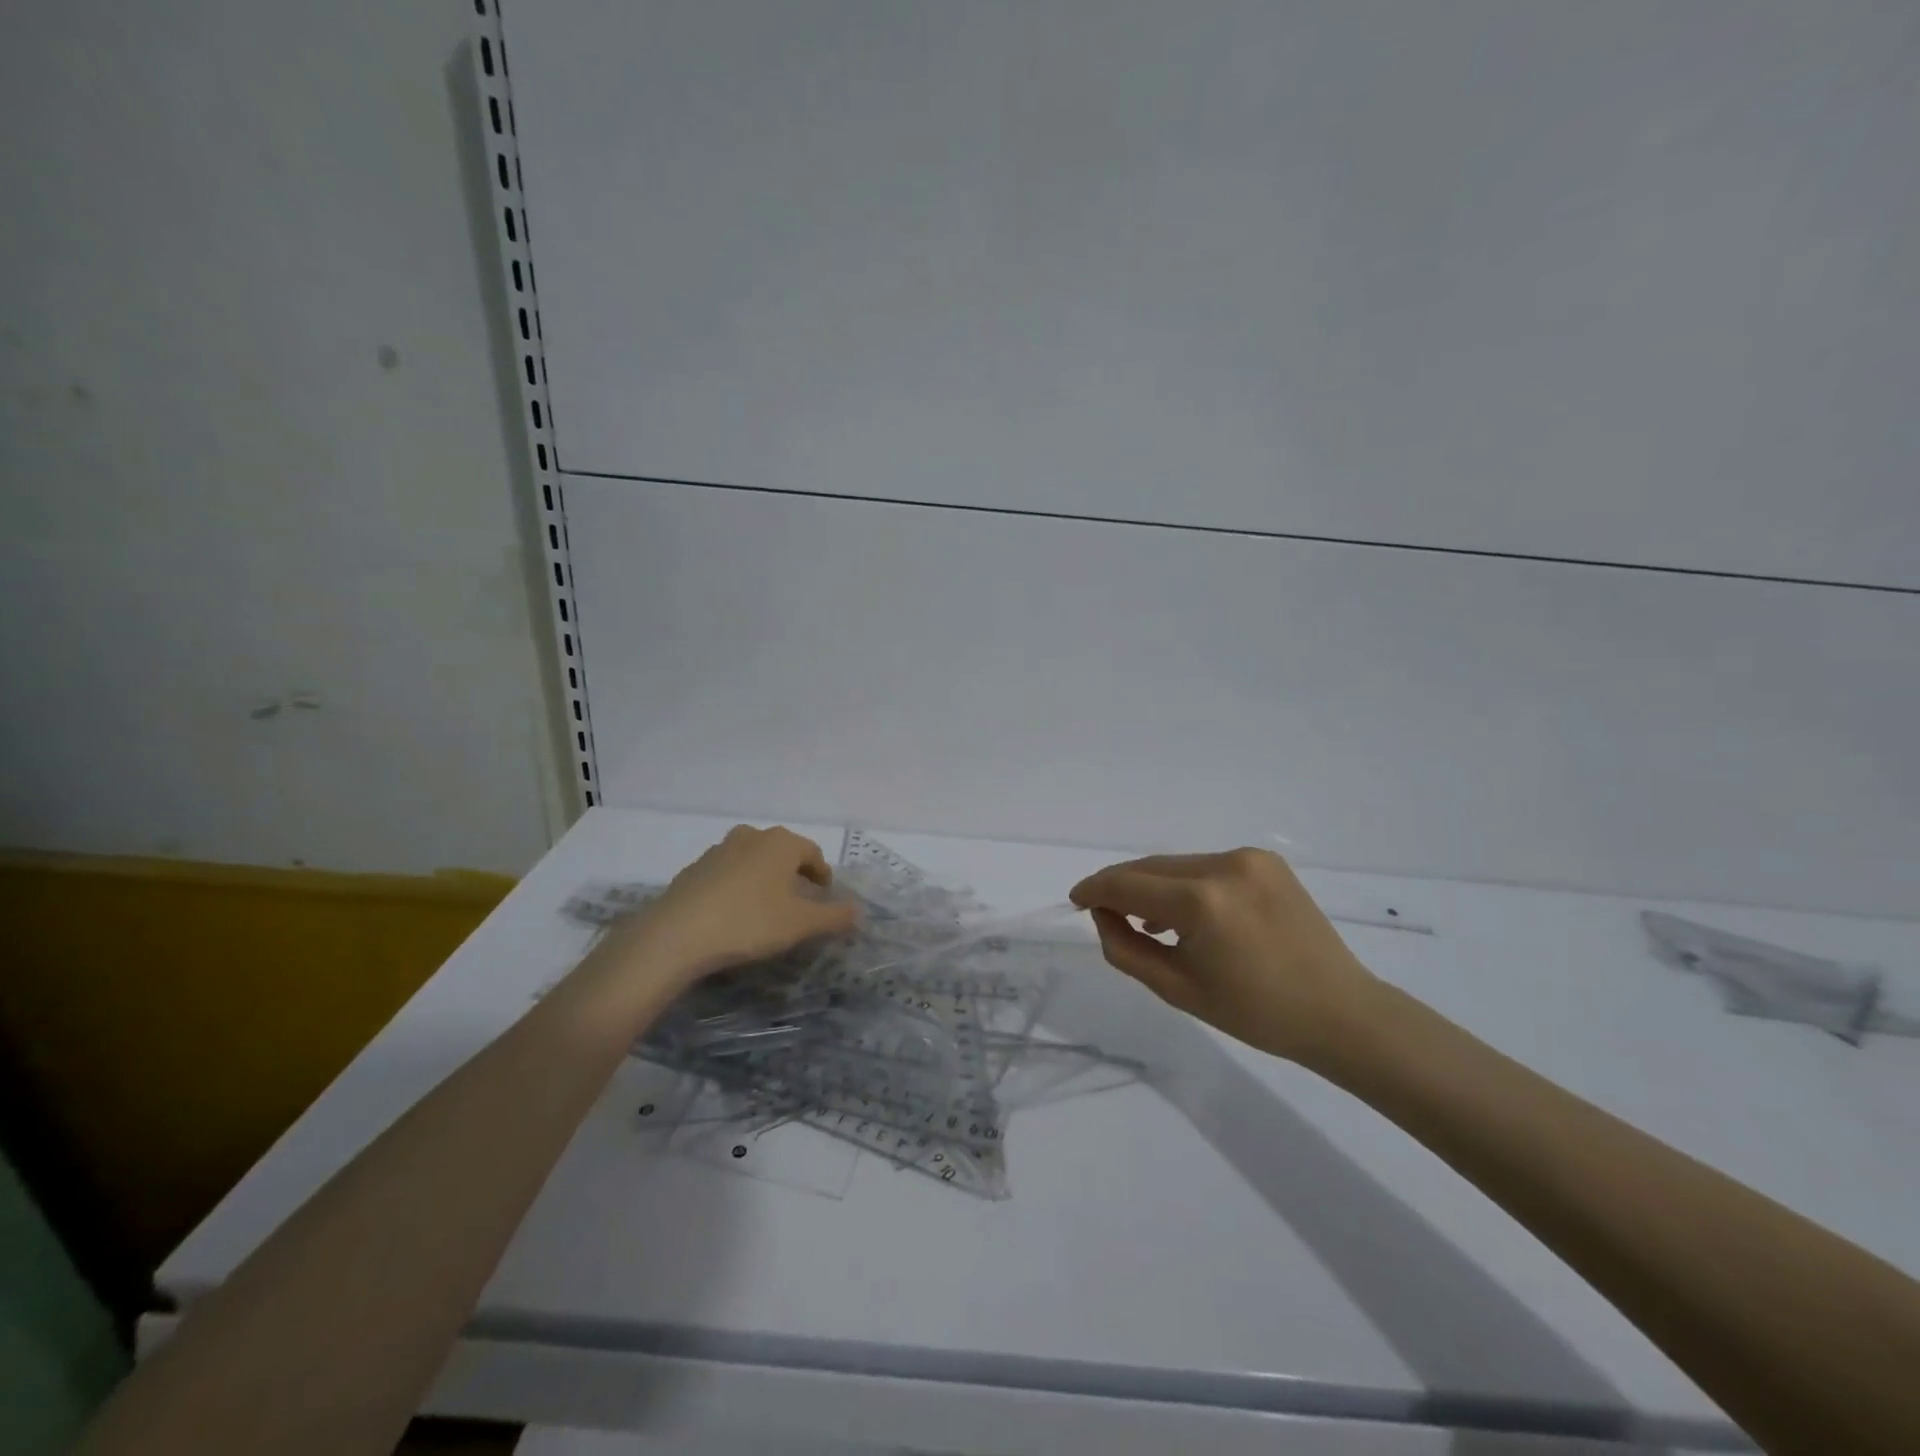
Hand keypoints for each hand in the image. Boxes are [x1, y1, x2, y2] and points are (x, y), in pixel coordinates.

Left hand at [617, 825, 858, 982]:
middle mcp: (751, 837)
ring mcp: (718, 851)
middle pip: (782, 853)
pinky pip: (727, 875)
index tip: (825, 896)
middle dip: (794, 875)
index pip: (813, 853)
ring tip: (767, 909)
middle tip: (799, 902)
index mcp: (781, 843)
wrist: (676, 935)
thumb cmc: (750, 922)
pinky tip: (734, 915)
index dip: (823, 875)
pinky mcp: (693, 870)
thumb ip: (834, 916)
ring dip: (764, 880)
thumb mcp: (801, 924)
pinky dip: (738, 888)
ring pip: (753, 861)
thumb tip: (858, 910)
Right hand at [1069, 848, 1379, 1066]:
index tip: (1075, 899)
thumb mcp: (1177, 989)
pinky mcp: (1266, 861)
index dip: (1094, 889)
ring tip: (1145, 921)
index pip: (1127, 884)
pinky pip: (1206, 866)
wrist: (1340, 1012)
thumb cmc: (1255, 1013)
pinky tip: (1184, 912)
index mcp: (1201, 902)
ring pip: (1177, 864)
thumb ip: (1126, 948)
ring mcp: (1248, 858)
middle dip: (1120, 886)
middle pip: (1149, 868)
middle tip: (1102, 911)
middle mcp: (1223, 866)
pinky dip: (1185, 884)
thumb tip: (1102, 915)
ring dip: (1153, 885)